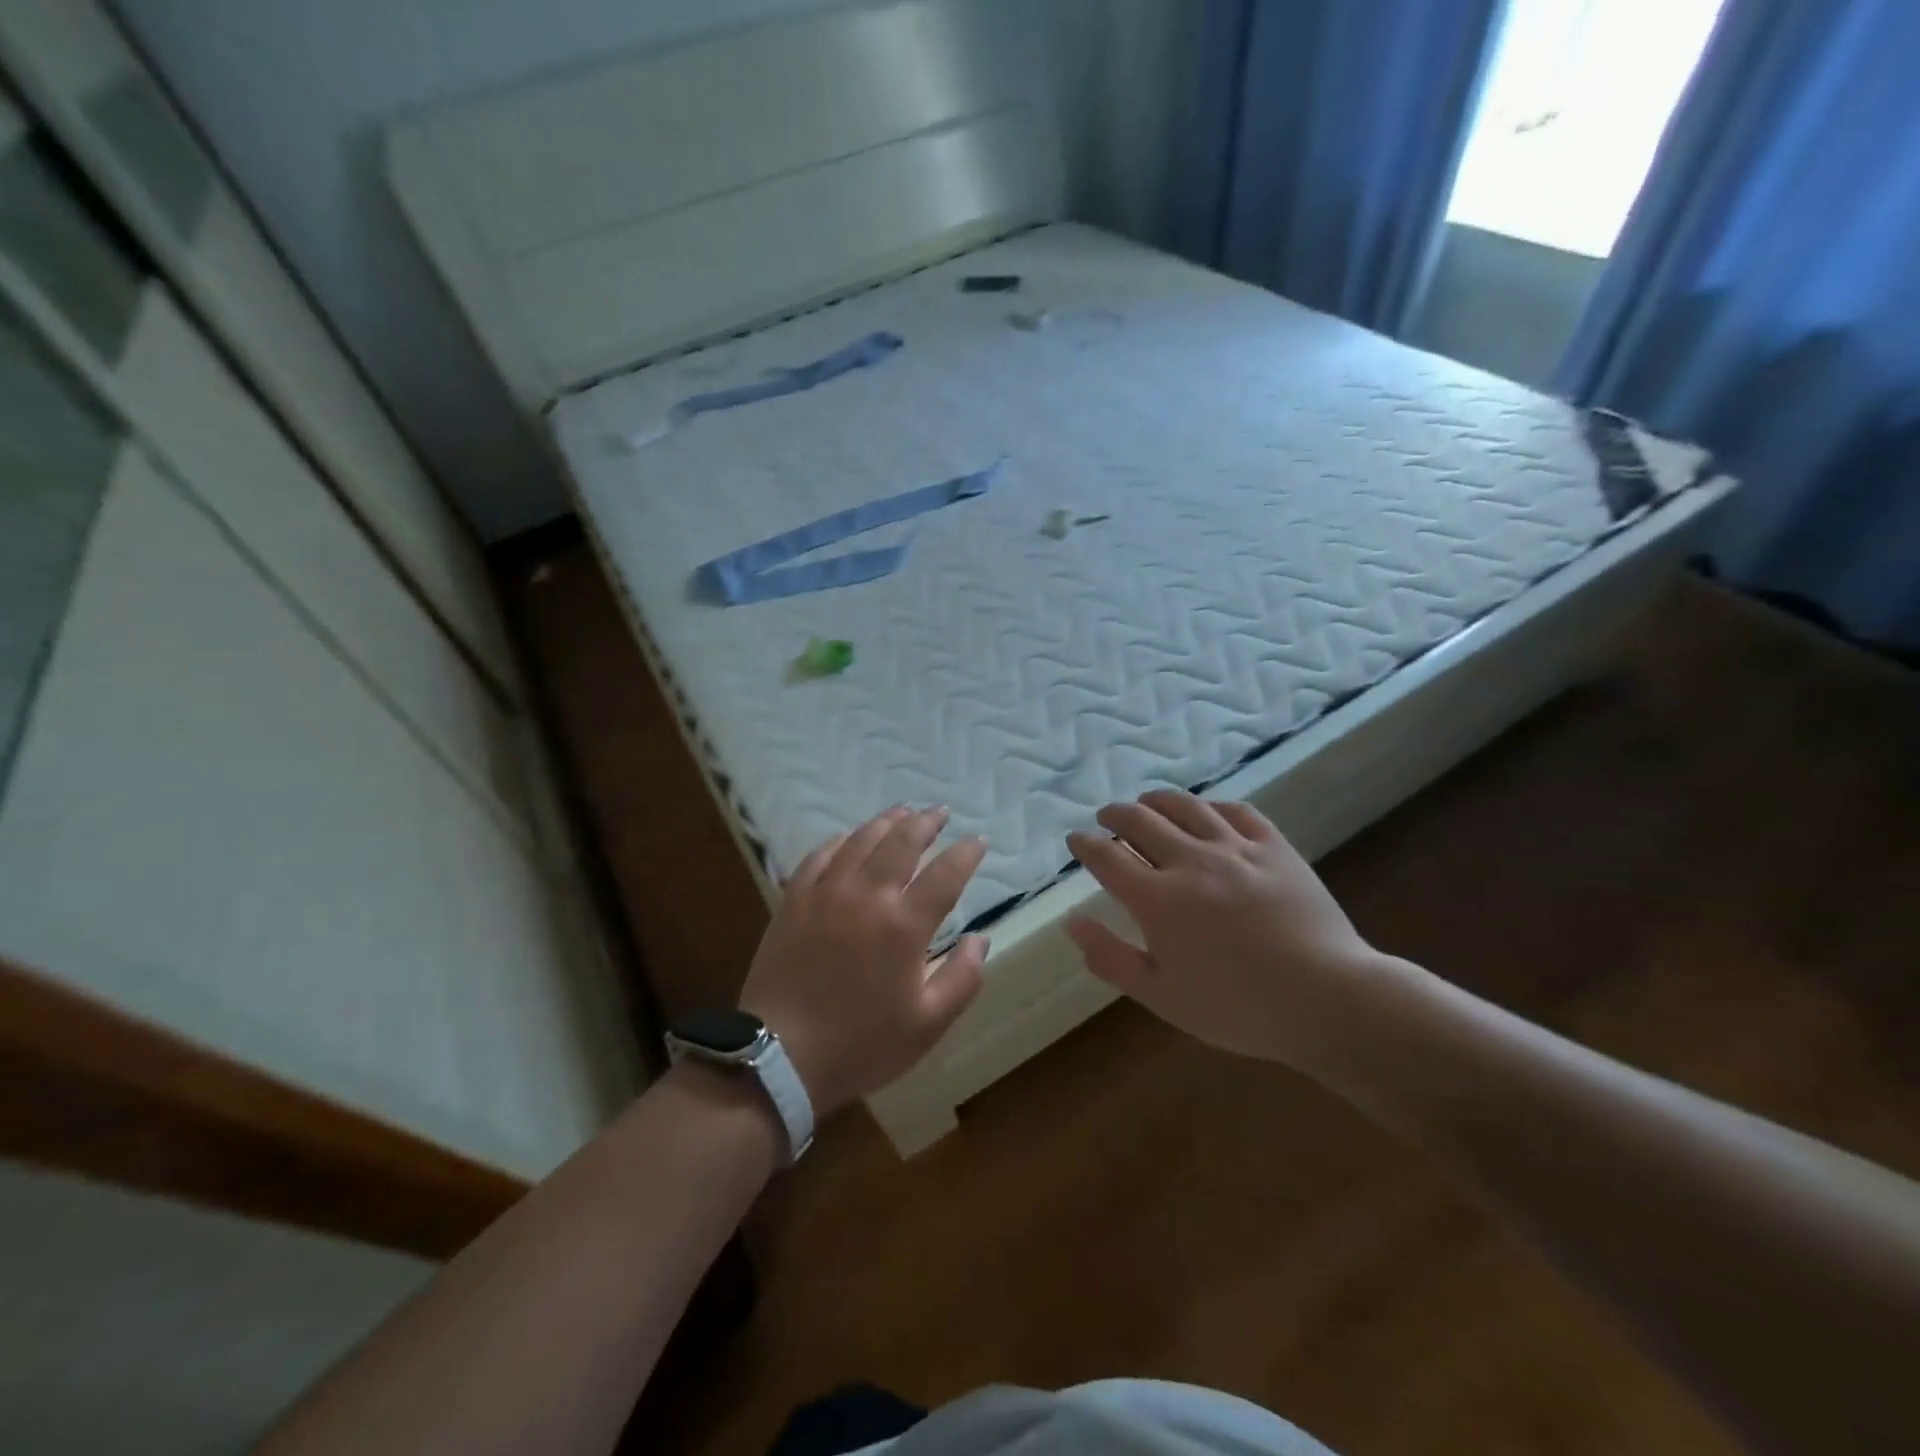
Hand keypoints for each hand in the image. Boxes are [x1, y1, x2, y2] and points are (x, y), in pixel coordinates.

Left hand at [739, 806, 989, 1117]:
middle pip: (902, 842)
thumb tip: (981, 939)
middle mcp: (867, 896)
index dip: (966, 853)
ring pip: (860, 840)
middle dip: (926, 823)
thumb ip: (963, 978)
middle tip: (941, 812)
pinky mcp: (794, 900)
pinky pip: (818, 856)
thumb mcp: (928, 1024)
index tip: (978, 842)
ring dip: (886, 821)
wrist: (780, 1056)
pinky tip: (847, 838)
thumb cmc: (862, 1044)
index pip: (945, 874)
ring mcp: (826, 893)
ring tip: (902, 810)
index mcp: (904, 926)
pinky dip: (839, 841)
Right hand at [1065, 790, 1385, 1068]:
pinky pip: (1235, 811)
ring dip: (1156, 800)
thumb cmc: (1239, 1008)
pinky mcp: (1274, 847)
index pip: (1107, 857)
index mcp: (1158, 900)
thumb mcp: (1163, 997)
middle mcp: (1190, 862)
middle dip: (1115, 815)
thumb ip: (1111, 958)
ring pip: (1184, 806)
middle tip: (1106, 818)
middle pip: (1140, 820)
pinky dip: (1210, 806)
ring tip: (1146, 803)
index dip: (1085, 844)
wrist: (1329, 1000)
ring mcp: (1235, 848)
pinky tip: (1205, 812)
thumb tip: (1072, 922)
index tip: (1076, 839)